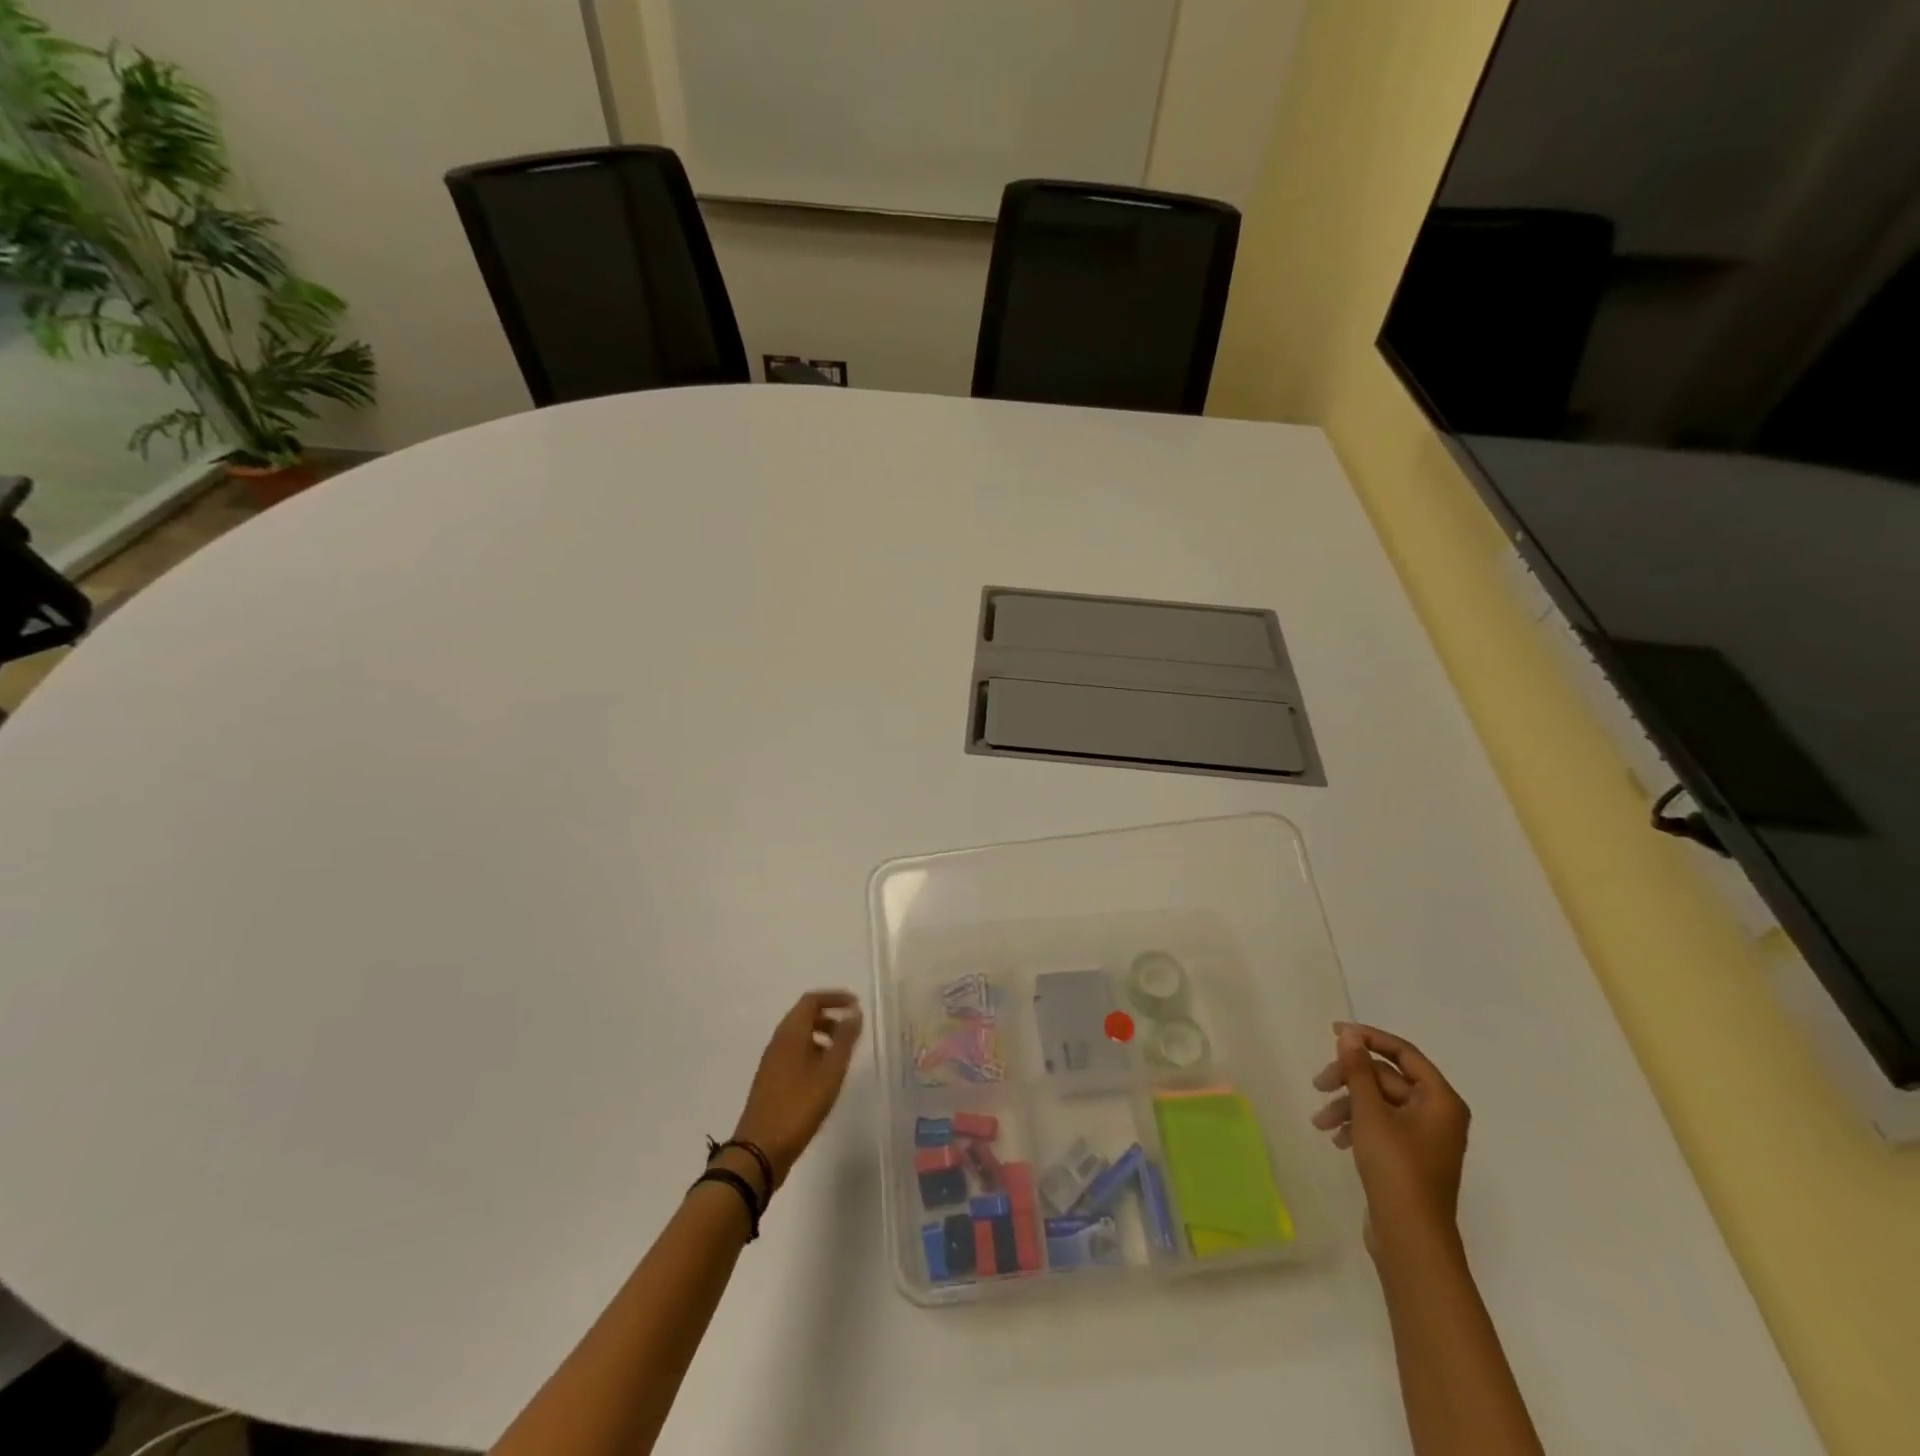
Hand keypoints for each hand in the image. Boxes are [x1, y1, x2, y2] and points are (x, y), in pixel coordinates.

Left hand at [730, 990, 863, 1190]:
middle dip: (830, 1017)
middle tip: (852, 1031)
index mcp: (790, 1033)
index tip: (856, 1005)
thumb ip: (844, 1039)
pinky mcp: (771, 1081)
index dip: (834, 998)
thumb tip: (855, 1012)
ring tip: (842, 1055)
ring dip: (822, 1036)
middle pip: (804, 1016)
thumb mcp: (830, 1071)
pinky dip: (813, 1053)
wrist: (759, 1150)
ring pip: (799, 1036)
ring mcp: (772, 1062)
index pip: (811, 1000)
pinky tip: (825, 1077)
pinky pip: (794, 1054)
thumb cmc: (799, 1106)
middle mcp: (778, 1042)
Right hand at [1310, 1023, 1469, 1258]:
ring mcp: (1425, 1137)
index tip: (1334, 1032)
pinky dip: (1357, 1125)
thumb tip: (1349, 1034)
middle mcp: (1438, 1114)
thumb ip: (1358, 1069)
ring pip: (1380, 1103)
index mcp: (1440, 1100)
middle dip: (1350, 1079)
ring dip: (1347, 1105)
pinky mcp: (1411, 1157)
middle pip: (1387, 1078)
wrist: (1411, 1237)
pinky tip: (1335, 1138)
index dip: (1368, 1037)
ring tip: (1320, 1121)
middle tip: (1318, 1084)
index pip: (1403, 1052)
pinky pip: (1381, 1125)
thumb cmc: (1395, 1167)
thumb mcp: (1370, 1111)